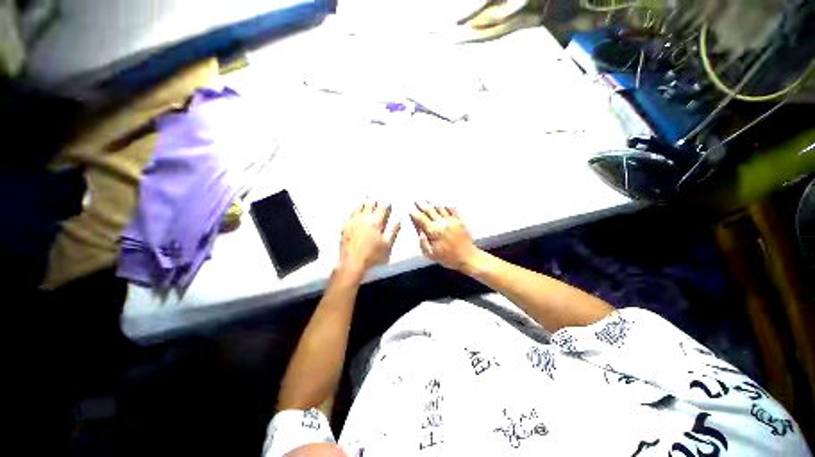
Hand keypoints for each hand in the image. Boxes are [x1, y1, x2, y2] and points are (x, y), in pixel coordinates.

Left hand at [339, 201, 400, 278]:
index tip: (388, 198)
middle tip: (376, 193)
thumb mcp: (387, 244)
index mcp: (375, 222)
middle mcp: (364, 218)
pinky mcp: (345, 226)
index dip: (386, 202)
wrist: (352, 262)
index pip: (382, 208)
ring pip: (358, 207)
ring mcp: (353, 221)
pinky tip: (353, 209)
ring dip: (363, 201)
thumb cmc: (372, 254)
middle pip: (370, 204)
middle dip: (374, 198)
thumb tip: (399, 219)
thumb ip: (393, 231)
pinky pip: (349, 214)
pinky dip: (352, 210)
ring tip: (365, 196)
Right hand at [409, 202, 480, 271]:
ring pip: (440, 208)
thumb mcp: (431, 255)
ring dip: (432, 203)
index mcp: (434, 231)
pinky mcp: (460, 221)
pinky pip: (452, 210)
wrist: (468, 257)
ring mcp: (452, 220)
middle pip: (429, 211)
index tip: (409, 208)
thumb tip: (418, 232)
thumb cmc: (448, 258)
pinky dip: (446, 206)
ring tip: (426, 199)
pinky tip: (443, 203)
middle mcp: (442, 223)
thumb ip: (423, 243)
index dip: (414, 213)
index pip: (421, 219)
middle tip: (416, 200)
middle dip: (421, 205)